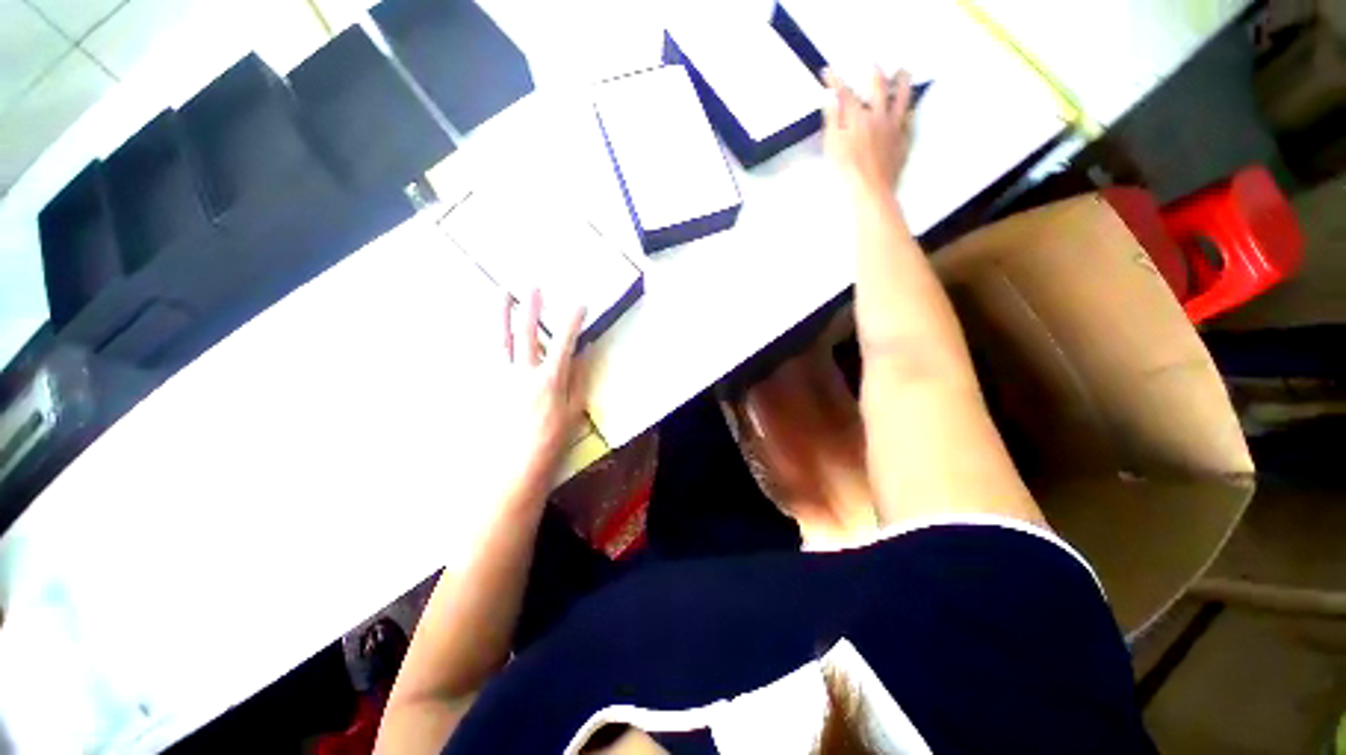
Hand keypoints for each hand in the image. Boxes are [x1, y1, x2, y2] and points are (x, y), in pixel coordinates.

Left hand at [500, 289, 588, 486]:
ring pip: (500, 339)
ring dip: (502, 314)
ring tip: (502, 294)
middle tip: (533, 287)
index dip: (572, 322)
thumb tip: (581, 355)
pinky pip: (485, 357)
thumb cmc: (550, 440)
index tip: (579, 304)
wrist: (514, 465)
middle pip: (527, 334)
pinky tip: (487, 329)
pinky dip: (488, 340)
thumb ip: (577, 380)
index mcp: (549, 380)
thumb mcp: (573, 411)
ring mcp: (500, 378)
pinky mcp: (486, 386)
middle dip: (532, 308)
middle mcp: (523, 373)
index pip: (564, 343)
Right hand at [822, 68, 914, 195]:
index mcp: (858, 117)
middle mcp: (879, 116)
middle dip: (874, 73)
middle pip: (879, 86)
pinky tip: (908, 109)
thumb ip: (832, 119)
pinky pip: (910, 119)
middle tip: (872, 64)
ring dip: (902, 82)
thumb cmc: (848, 171)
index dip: (836, 80)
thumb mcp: (832, 146)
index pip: (845, 93)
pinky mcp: (904, 140)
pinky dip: (908, 111)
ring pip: (903, 97)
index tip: (829, 71)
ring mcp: (895, 127)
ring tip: (902, 73)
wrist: (871, 190)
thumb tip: (830, 97)